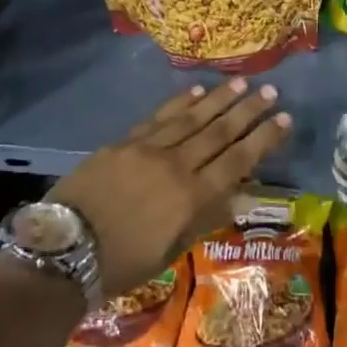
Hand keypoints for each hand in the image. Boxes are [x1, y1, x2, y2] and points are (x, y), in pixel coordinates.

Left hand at [47, 78, 289, 296]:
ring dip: (219, 99)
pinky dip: (179, 102)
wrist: (62, 252)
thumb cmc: (121, 264)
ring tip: (242, 83)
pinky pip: (159, 117)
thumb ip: (206, 217)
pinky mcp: (124, 142)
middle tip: (271, 91)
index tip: (284, 119)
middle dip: (248, 111)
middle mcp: (176, 166)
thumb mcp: (171, 250)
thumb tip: (241, 193)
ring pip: (192, 118)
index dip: (263, 139)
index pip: (238, 161)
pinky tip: (197, 91)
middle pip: (219, 133)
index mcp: (191, 198)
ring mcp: (148, 150)